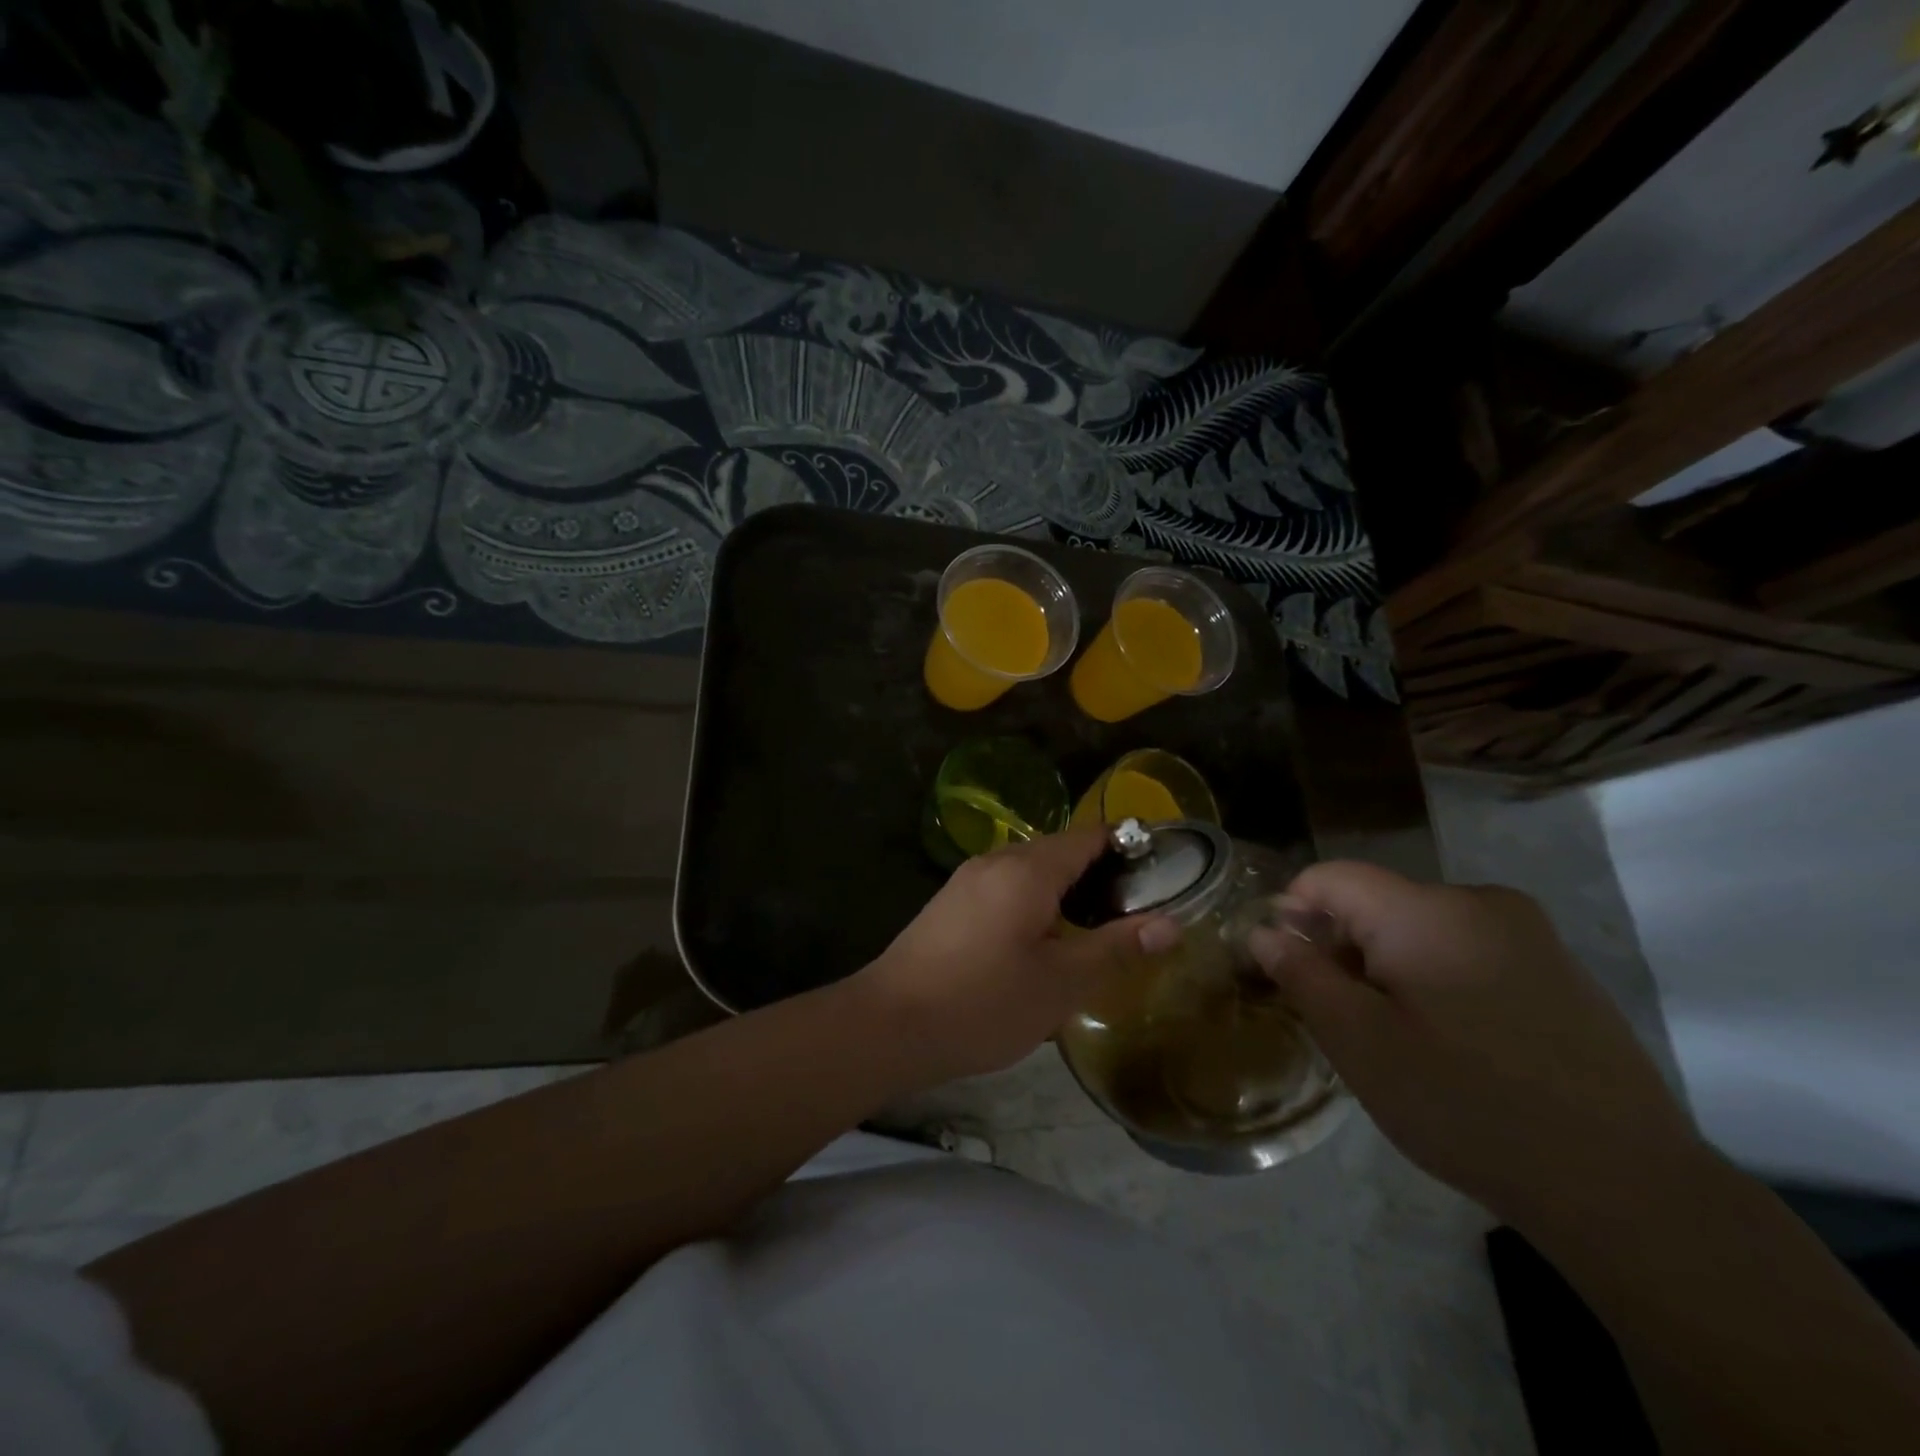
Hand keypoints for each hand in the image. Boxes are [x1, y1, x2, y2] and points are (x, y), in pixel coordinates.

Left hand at [853, 826, 1178, 1088]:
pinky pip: (1006, 887)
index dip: (1129, 845)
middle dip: (1100, 872)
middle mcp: (996, 861)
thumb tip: (1172, 923)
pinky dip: (1035, 901)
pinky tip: (1043, 940)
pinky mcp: (950, 903)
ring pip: (1031, 871)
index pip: (1090, 836)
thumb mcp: (1061, 983)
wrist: (890, 1024)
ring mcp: (967, 880)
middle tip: (1136, 910)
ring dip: (1066, 889)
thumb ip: (1116, 948)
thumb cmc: (983, 1003)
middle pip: (1060, 850)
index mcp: (1028, 870)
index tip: (1162, 869)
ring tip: (1097, 928)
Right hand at [1249, 861, 1696, 1224]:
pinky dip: (1436, 978)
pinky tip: (1455, 1043)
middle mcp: (1479, 901)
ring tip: (1397, 1037)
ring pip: (1420, 927)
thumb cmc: (1466, 1104)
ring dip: (1388, 966)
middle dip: (1342, 947)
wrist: (1624, 1187)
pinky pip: (1467, 949)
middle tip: (1340, 1017)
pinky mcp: (1558, 968)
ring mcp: (1528, 933)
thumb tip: (1262, 932)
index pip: (1330, 878)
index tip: (1285, 969)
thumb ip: (1301, 974)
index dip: (1292, 912)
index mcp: (1426, 910)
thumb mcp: (1359, 1042)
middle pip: (1377, 902)